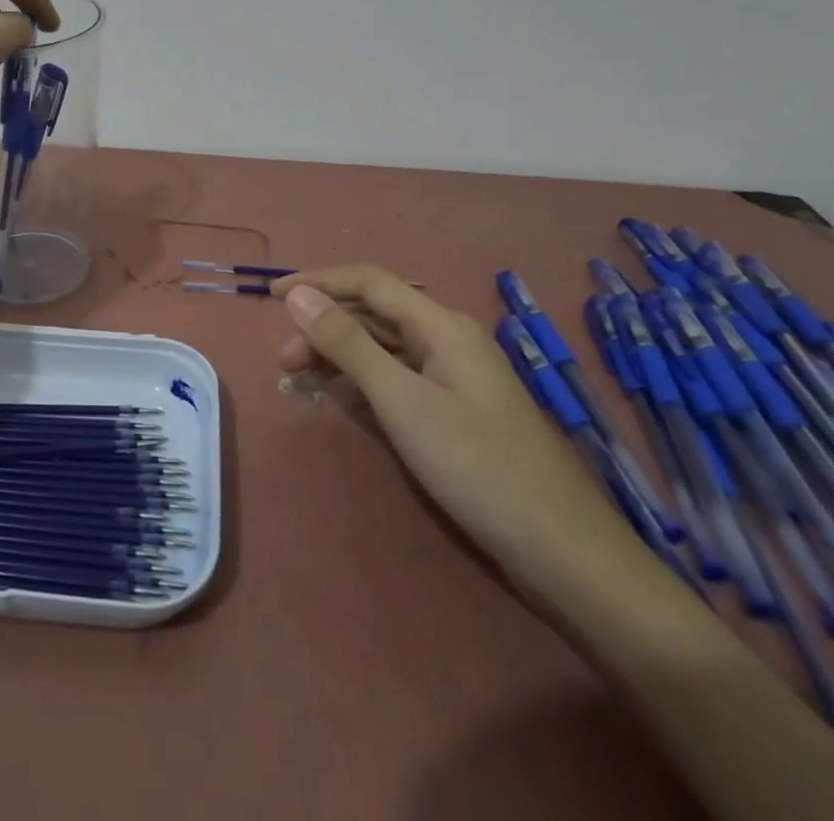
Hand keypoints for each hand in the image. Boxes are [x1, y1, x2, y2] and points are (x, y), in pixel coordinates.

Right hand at [274, 266, 650, 605]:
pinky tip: (342, 399)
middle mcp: (448, 339)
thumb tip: (298, 295)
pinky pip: (398, 377)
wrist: (561, 551)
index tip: (271, 297)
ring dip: (340, 355)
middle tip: (284, 364)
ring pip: (384, 347)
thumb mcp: (401, 400)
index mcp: (441, 325)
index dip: (318, 282)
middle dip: (324, 327)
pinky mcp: (455, 410)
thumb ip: (347, 343)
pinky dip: (363, 382)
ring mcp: (454, 376)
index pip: (369, 282)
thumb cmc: (476, 466)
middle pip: (374, 314)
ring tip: (302, 382)